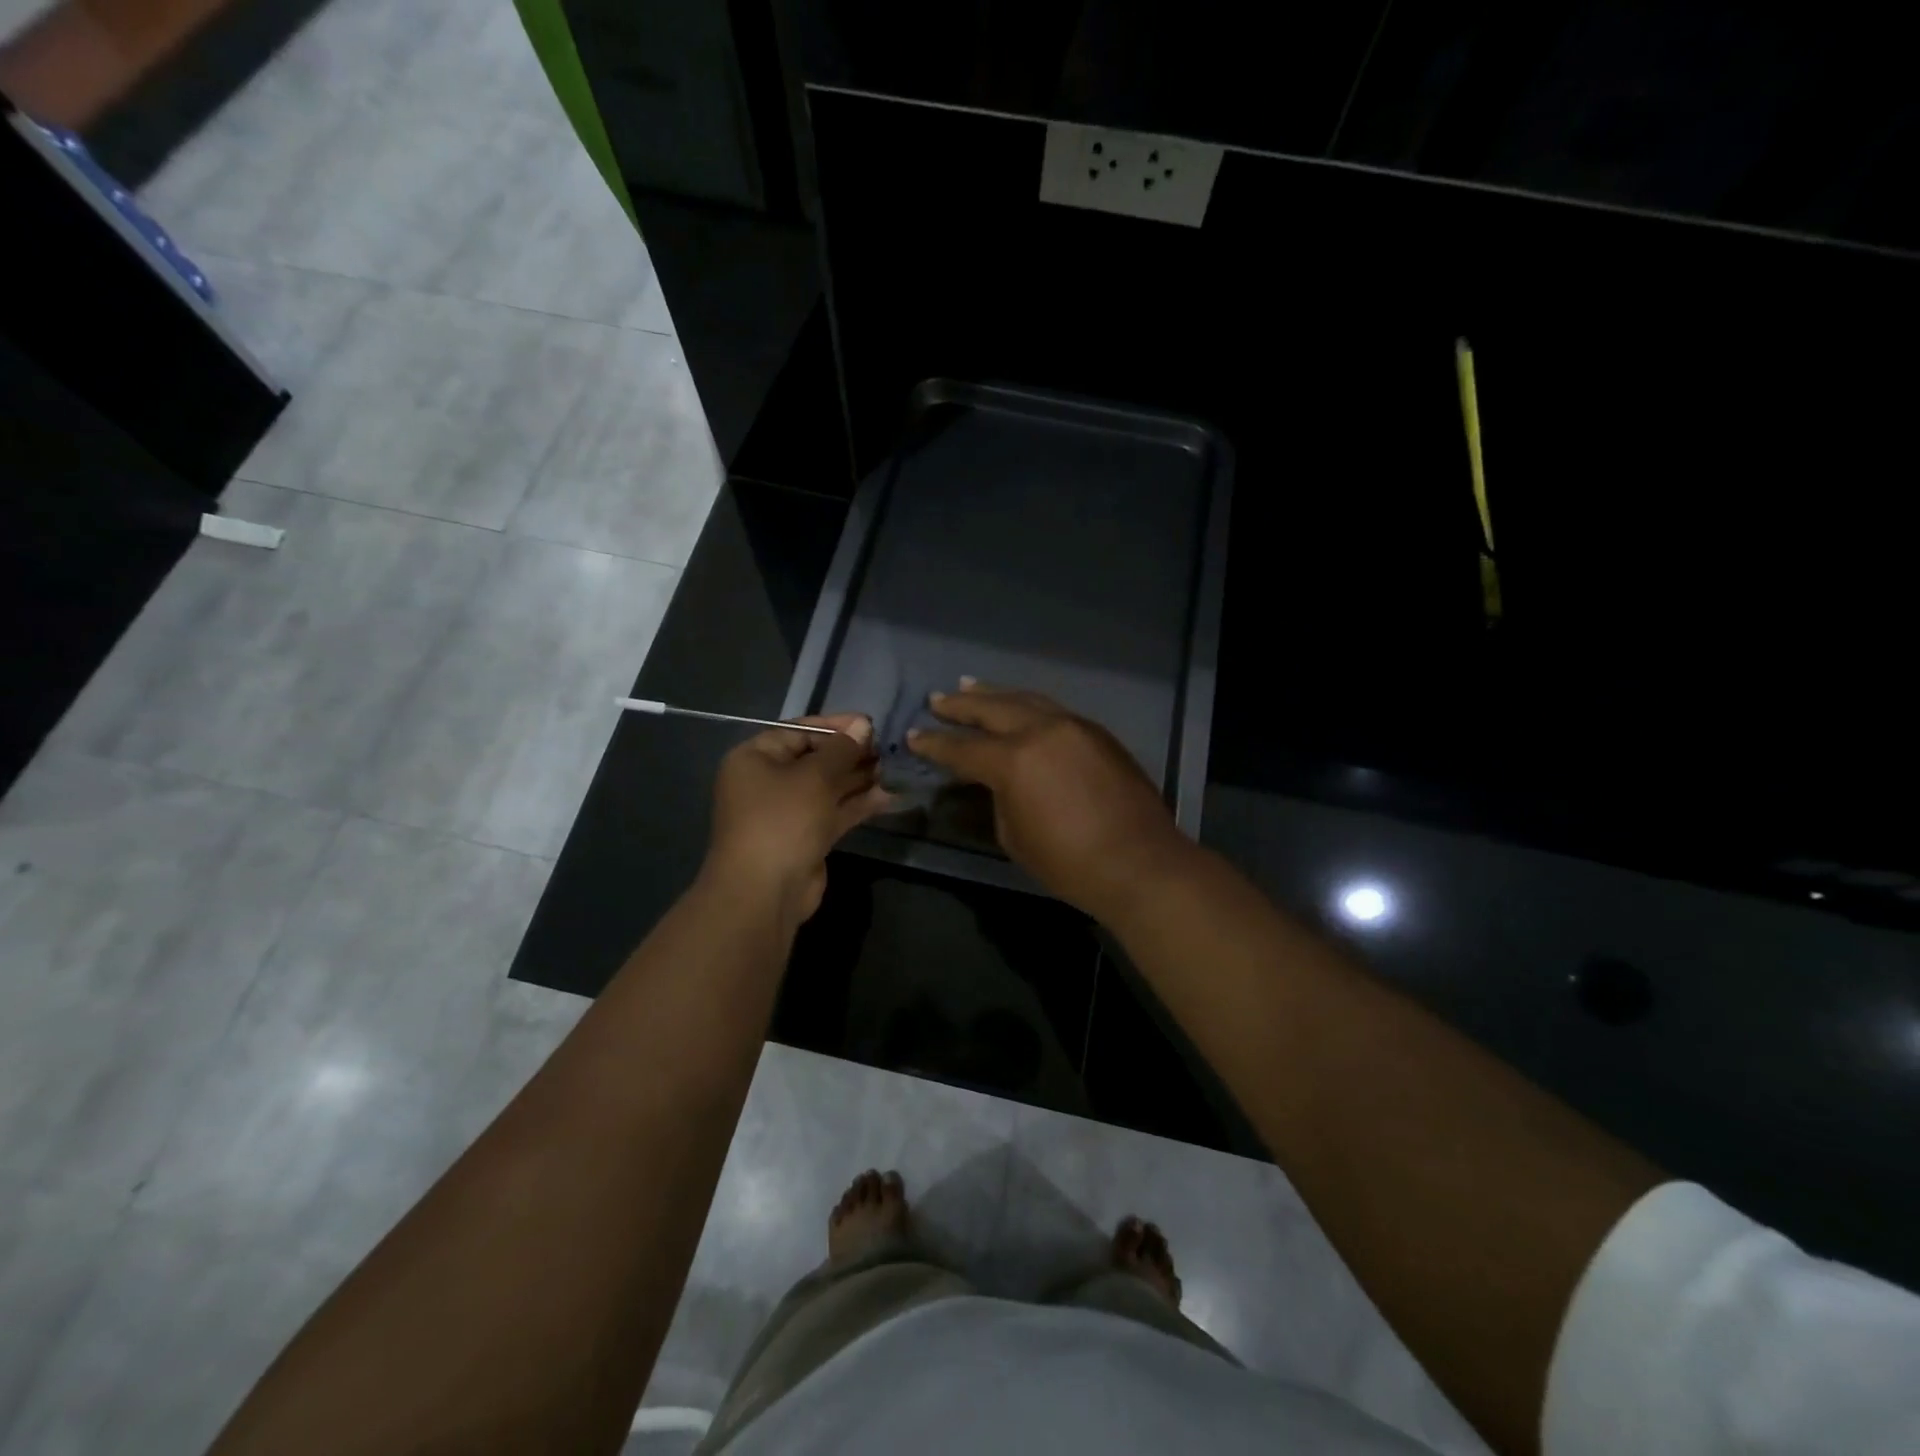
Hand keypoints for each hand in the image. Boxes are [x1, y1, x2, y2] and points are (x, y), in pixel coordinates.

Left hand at [704, 714, 890, 923]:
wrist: (765, 891)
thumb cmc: (783, 820)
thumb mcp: (815, 777)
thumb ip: (842, 749)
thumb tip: (863, 725)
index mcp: (756, 758)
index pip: (799, 731)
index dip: (836, 726)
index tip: (870, 724)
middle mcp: (768, 781)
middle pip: (815, 759)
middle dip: (851, 754)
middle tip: (886, 749)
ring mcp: (787, 812)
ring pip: (827, 787)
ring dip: (858, 779)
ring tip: (892, 770)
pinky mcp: (805, 837)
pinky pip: (833, 812)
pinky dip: (857, 804)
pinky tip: (888, 796)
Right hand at [907, 681, 1193, 919]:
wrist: (1139, 863)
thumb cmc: (1069, 862)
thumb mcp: (1014, 834)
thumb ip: (1000, 796)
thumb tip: (999, 779)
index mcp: (1014, 760)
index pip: (962, 748)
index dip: (934, 744)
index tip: (913, 736)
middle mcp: (1042, 730)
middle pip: (992, 709)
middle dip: (960, 705)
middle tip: (937, 700)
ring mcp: (1074, 726)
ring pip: (1026, 700)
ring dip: (995, 695)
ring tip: (970, 686)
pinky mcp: (1097, 732)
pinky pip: (1053, 710)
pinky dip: (1028, 705)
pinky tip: (1019, 707)